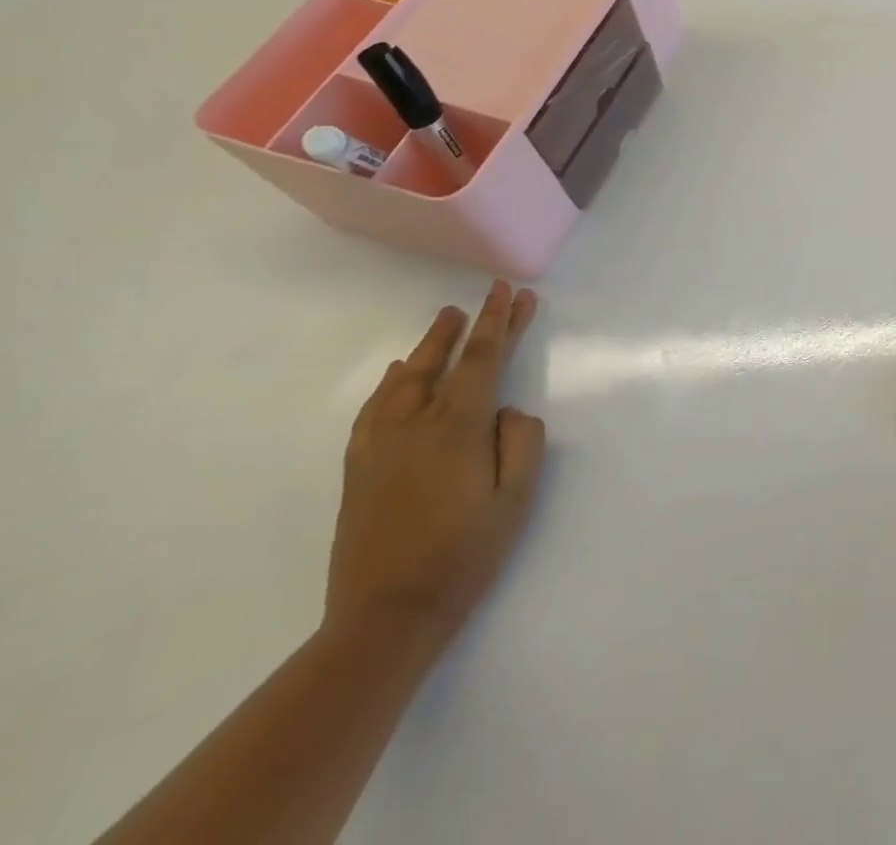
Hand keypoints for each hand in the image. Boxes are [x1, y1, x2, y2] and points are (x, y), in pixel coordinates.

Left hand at [325, 282, 545, 648]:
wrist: (387, 616)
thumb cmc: (466, 554)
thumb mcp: (517, 498)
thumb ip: (522, 441)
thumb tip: (507, 411)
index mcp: (457, 429)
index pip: (483, 360)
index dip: (499, 322)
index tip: (511, 292)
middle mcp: (414, 426)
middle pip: (445, 361)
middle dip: (472, 325)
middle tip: (489, 295)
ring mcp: (380, 446)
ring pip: (406, 380)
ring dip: (430, 346)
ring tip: (446, 321)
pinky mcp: (360, 469)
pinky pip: (375, 408)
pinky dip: (392, 382)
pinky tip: (400, 374)